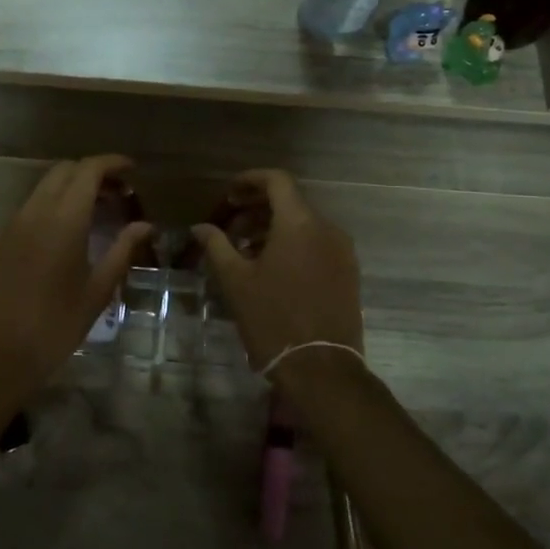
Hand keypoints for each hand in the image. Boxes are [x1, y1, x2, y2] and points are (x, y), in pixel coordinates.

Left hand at [0, 155, 154, 392]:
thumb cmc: (56, 326)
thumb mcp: (97, 291)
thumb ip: (122, 250)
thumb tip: (146, 225)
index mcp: (63, 220)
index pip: (87, 171)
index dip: (111, 163)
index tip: (133, 170)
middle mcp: (35, 212)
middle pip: (64, 171)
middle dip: (93, 173)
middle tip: (120, 194)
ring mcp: (13, 224)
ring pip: (45, 186)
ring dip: (72, 187)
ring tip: (99, 211)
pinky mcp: (2, 240)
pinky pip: (31, 206)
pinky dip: (54, 203)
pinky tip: (69, 231)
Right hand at [192, 169, 362, 370]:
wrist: (321, 368)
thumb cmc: (272, 319)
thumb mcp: (235, 280)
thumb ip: (217, 245)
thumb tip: (200, 227)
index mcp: (299, 223)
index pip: (277, 180)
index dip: (250, 180)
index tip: (229, 194)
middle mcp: (327, 228)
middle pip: (290, 202)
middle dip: (257, 208)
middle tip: (230, 226)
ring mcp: (342, 252)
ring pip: (304, 225)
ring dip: (273, 228)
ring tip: (245, 252)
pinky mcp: (348, 273)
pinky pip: (318, 245)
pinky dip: (293, 245)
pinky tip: (271, 269)